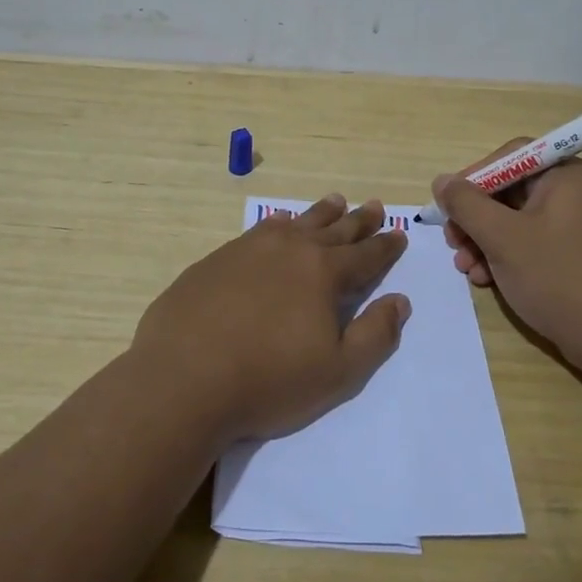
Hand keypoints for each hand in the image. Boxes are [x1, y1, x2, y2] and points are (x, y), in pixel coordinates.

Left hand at [132, 195, 409, 442]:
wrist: (182, 378)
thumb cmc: (268, 380)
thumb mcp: (337, 372)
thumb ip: (375, 335)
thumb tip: (399, 301)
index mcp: (323, 273)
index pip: (365, 255)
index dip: (386, 246)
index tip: (399, 234)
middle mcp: (290, 249)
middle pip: (334, 230)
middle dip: (358, 220)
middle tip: (375, 206)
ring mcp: (250, 250)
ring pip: (296, 223)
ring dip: (321, 213)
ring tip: (336, 201)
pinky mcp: (217, 259)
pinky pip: (259, 231)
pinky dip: (277, 224)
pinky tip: (277, 224)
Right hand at [433, 143, 581, 376]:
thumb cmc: (558, 276)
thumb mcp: (502, 237)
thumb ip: (466, 204)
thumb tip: (442, 181)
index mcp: (567, 175)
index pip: (511, 157)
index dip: (473, 178)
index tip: (448, 206)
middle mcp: (578, 194)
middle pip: (512, 191)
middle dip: (475, 218)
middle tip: (452, 242)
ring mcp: (581, 227)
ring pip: (519, 222)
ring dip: (485, 242)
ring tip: (465, 268)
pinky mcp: (580, 257)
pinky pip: (535, 244)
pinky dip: (507, 257)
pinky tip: (487, 280)